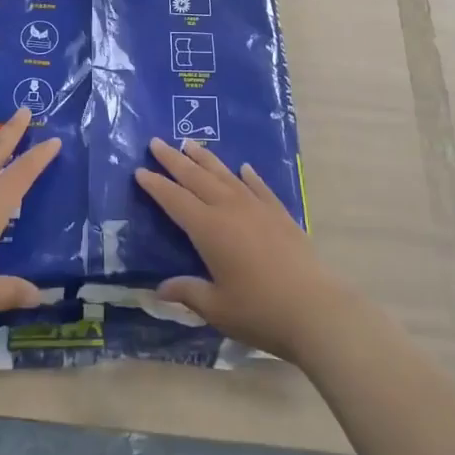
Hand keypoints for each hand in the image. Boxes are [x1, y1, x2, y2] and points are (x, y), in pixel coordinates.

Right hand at [135, 138, 347, 361]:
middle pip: (196, 178)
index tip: (140, 170)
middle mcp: (230, 209)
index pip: (175, 200)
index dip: (156, 185)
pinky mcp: (280, 214)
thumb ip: (188, 292)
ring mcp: (257, 207)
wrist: (315, 308)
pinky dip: (249, 176)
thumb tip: (160, 289)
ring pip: (225, 175)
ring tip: (190, 144)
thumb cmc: (259, 310)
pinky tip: (244, 168)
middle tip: (157, 143)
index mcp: (208, 229)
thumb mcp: (216, 307)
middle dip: (174, 160)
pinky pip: (259, 187)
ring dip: (206, 159)